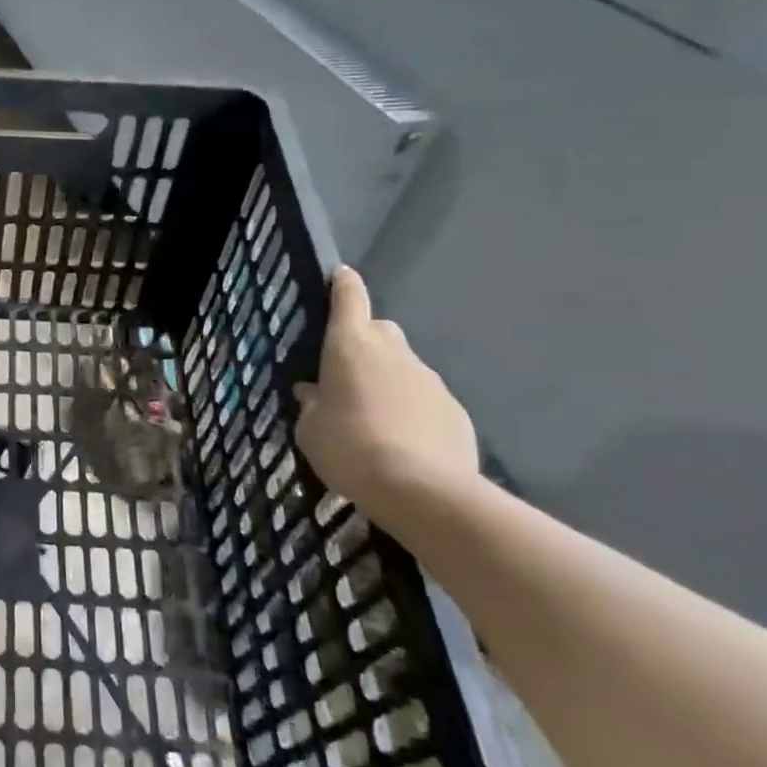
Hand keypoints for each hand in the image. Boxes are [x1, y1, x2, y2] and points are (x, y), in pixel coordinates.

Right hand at [294, 267, 478, 505]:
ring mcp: (430, 380)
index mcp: (350, 345)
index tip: (341, 276)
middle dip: (364, 344)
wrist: (422, 491)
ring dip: (388, 383)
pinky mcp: (456, 411)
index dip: (343, 285)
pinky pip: (426, 401)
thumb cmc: (349, 448)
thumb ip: (311, 405)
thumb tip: (313, 392)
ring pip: (404, 368)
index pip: (349, 299)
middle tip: (346, 374)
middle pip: (380, 331)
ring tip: (374, 420)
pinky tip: (403, 443)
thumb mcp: (310, 430)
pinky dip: (413, 412)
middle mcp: (393, 352)